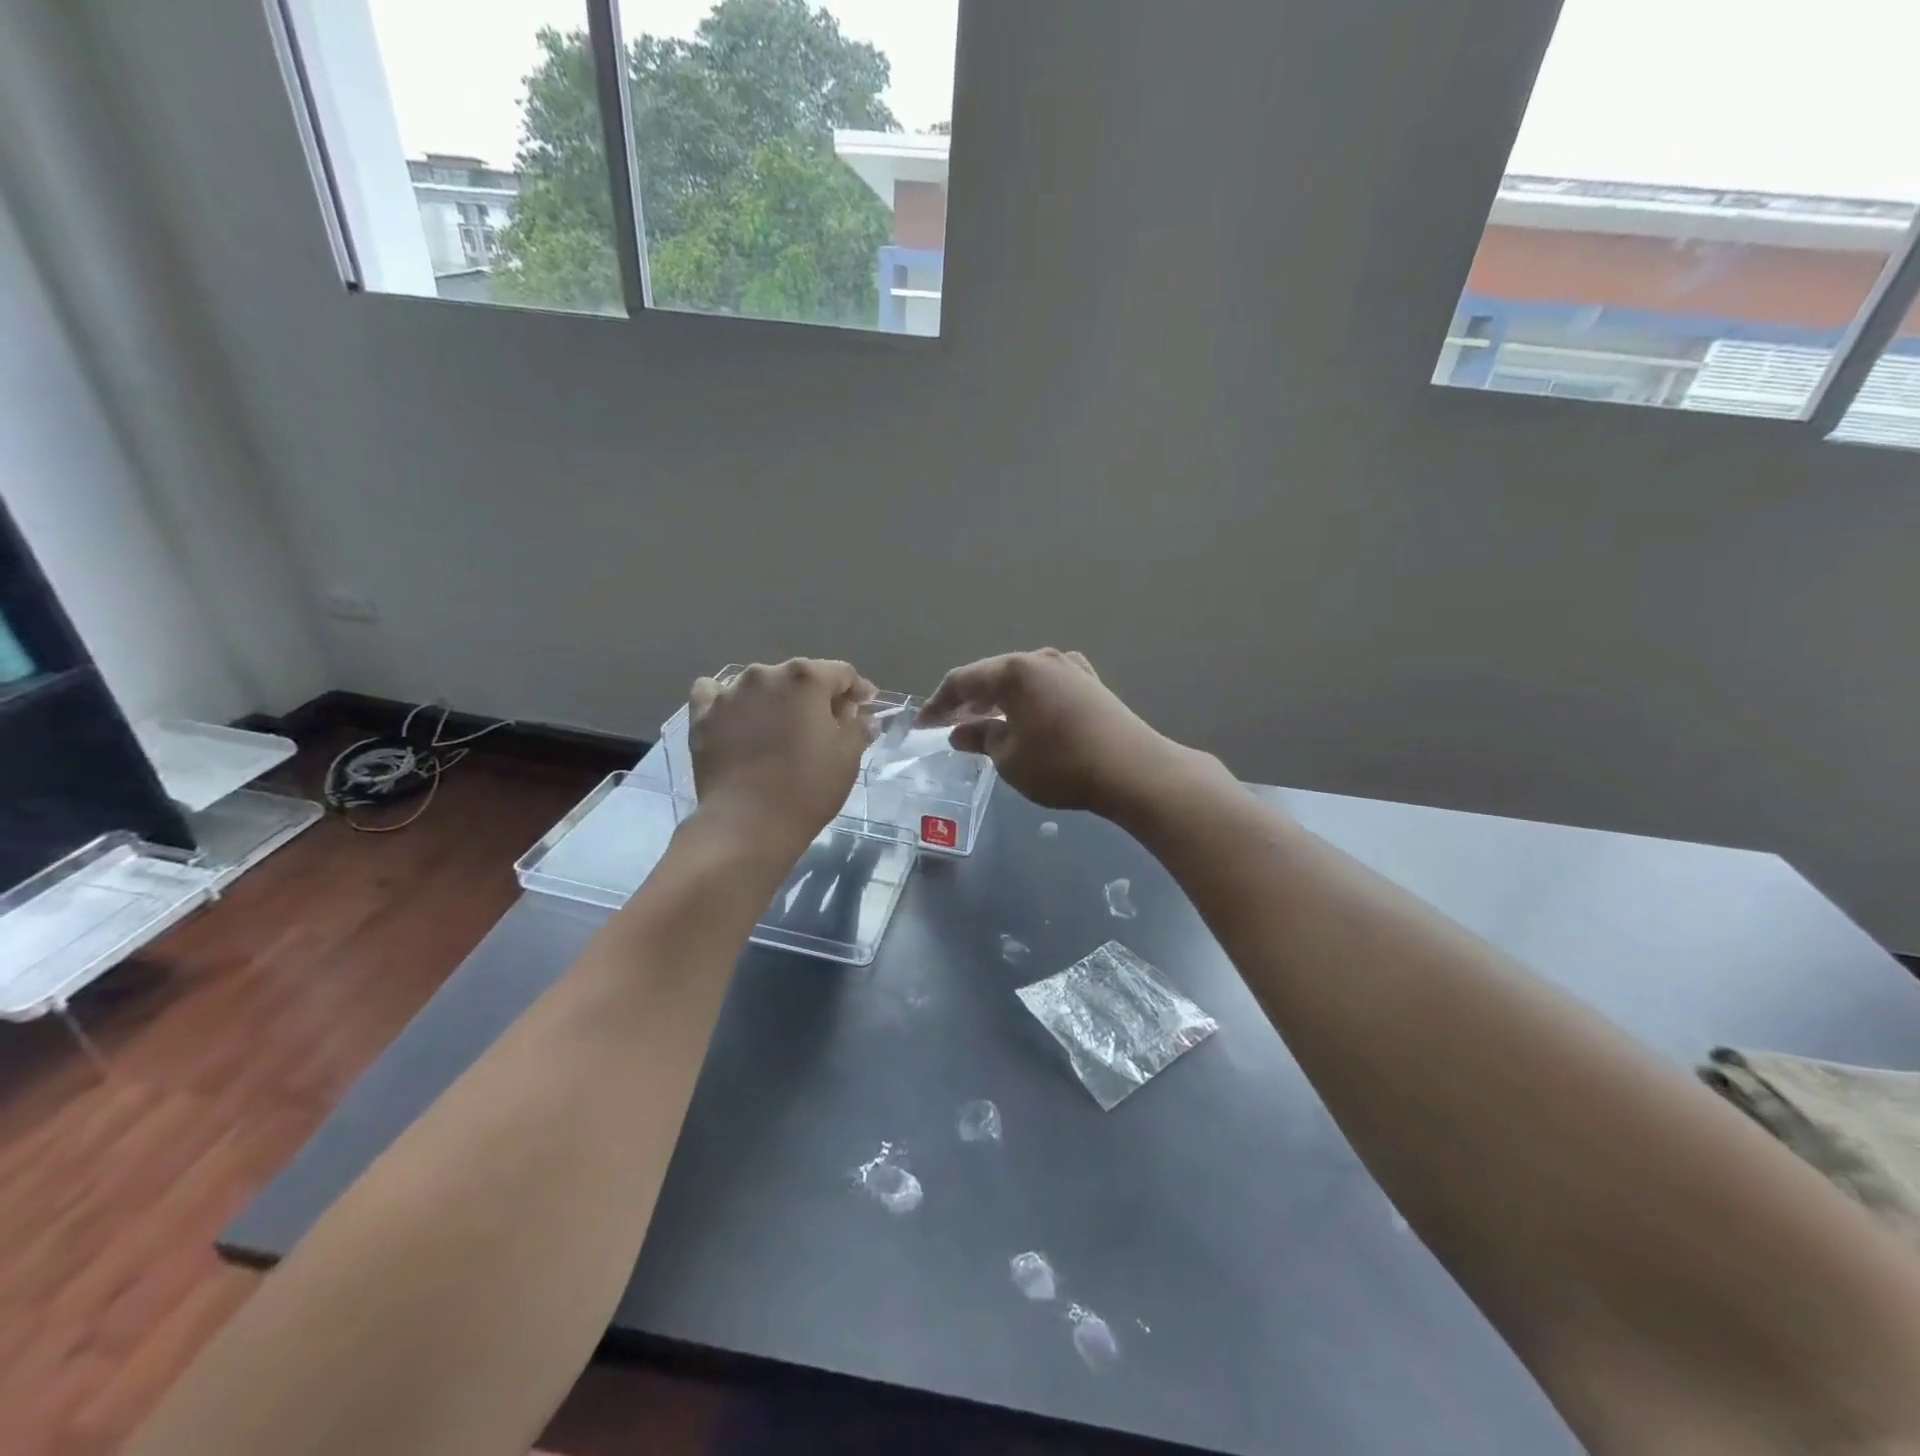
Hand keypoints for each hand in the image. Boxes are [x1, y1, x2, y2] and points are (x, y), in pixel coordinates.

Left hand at [688, 659, 874, 862]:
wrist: (748, 825)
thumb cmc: (807, 789)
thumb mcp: (848, 758)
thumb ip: (858, 726)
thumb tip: (860, 714)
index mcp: (806, 678)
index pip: (841, 673)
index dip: (857, 690)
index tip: (864, 708)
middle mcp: (766, 674)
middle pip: (799, 677)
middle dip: (815, 697)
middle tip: (825, 725)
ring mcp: (730, 693)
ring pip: (760, 685)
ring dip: (774, 700)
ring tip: (779, 729)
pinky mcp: (702, 715)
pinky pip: (715, 694)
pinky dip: (730, 703)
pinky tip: (736, 720)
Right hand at [918, 649, 1191, 815]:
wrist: (1134, 770)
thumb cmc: (1062, 765)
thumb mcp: (1010, 758)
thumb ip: (981, 738)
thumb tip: (960, 732)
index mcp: (1014, 670)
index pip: (962, 680)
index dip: (938, 703)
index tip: (923, 724)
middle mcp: (1041, 658)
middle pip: (992, 674)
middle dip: (968, 699)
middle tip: (950, 723)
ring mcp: (1070, 667)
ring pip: (1021, 678)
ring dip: (998, 699)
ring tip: (984, 722)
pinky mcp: (1091, 683)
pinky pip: (1046, 684)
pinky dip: (1027, 699)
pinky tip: (1026, 717)